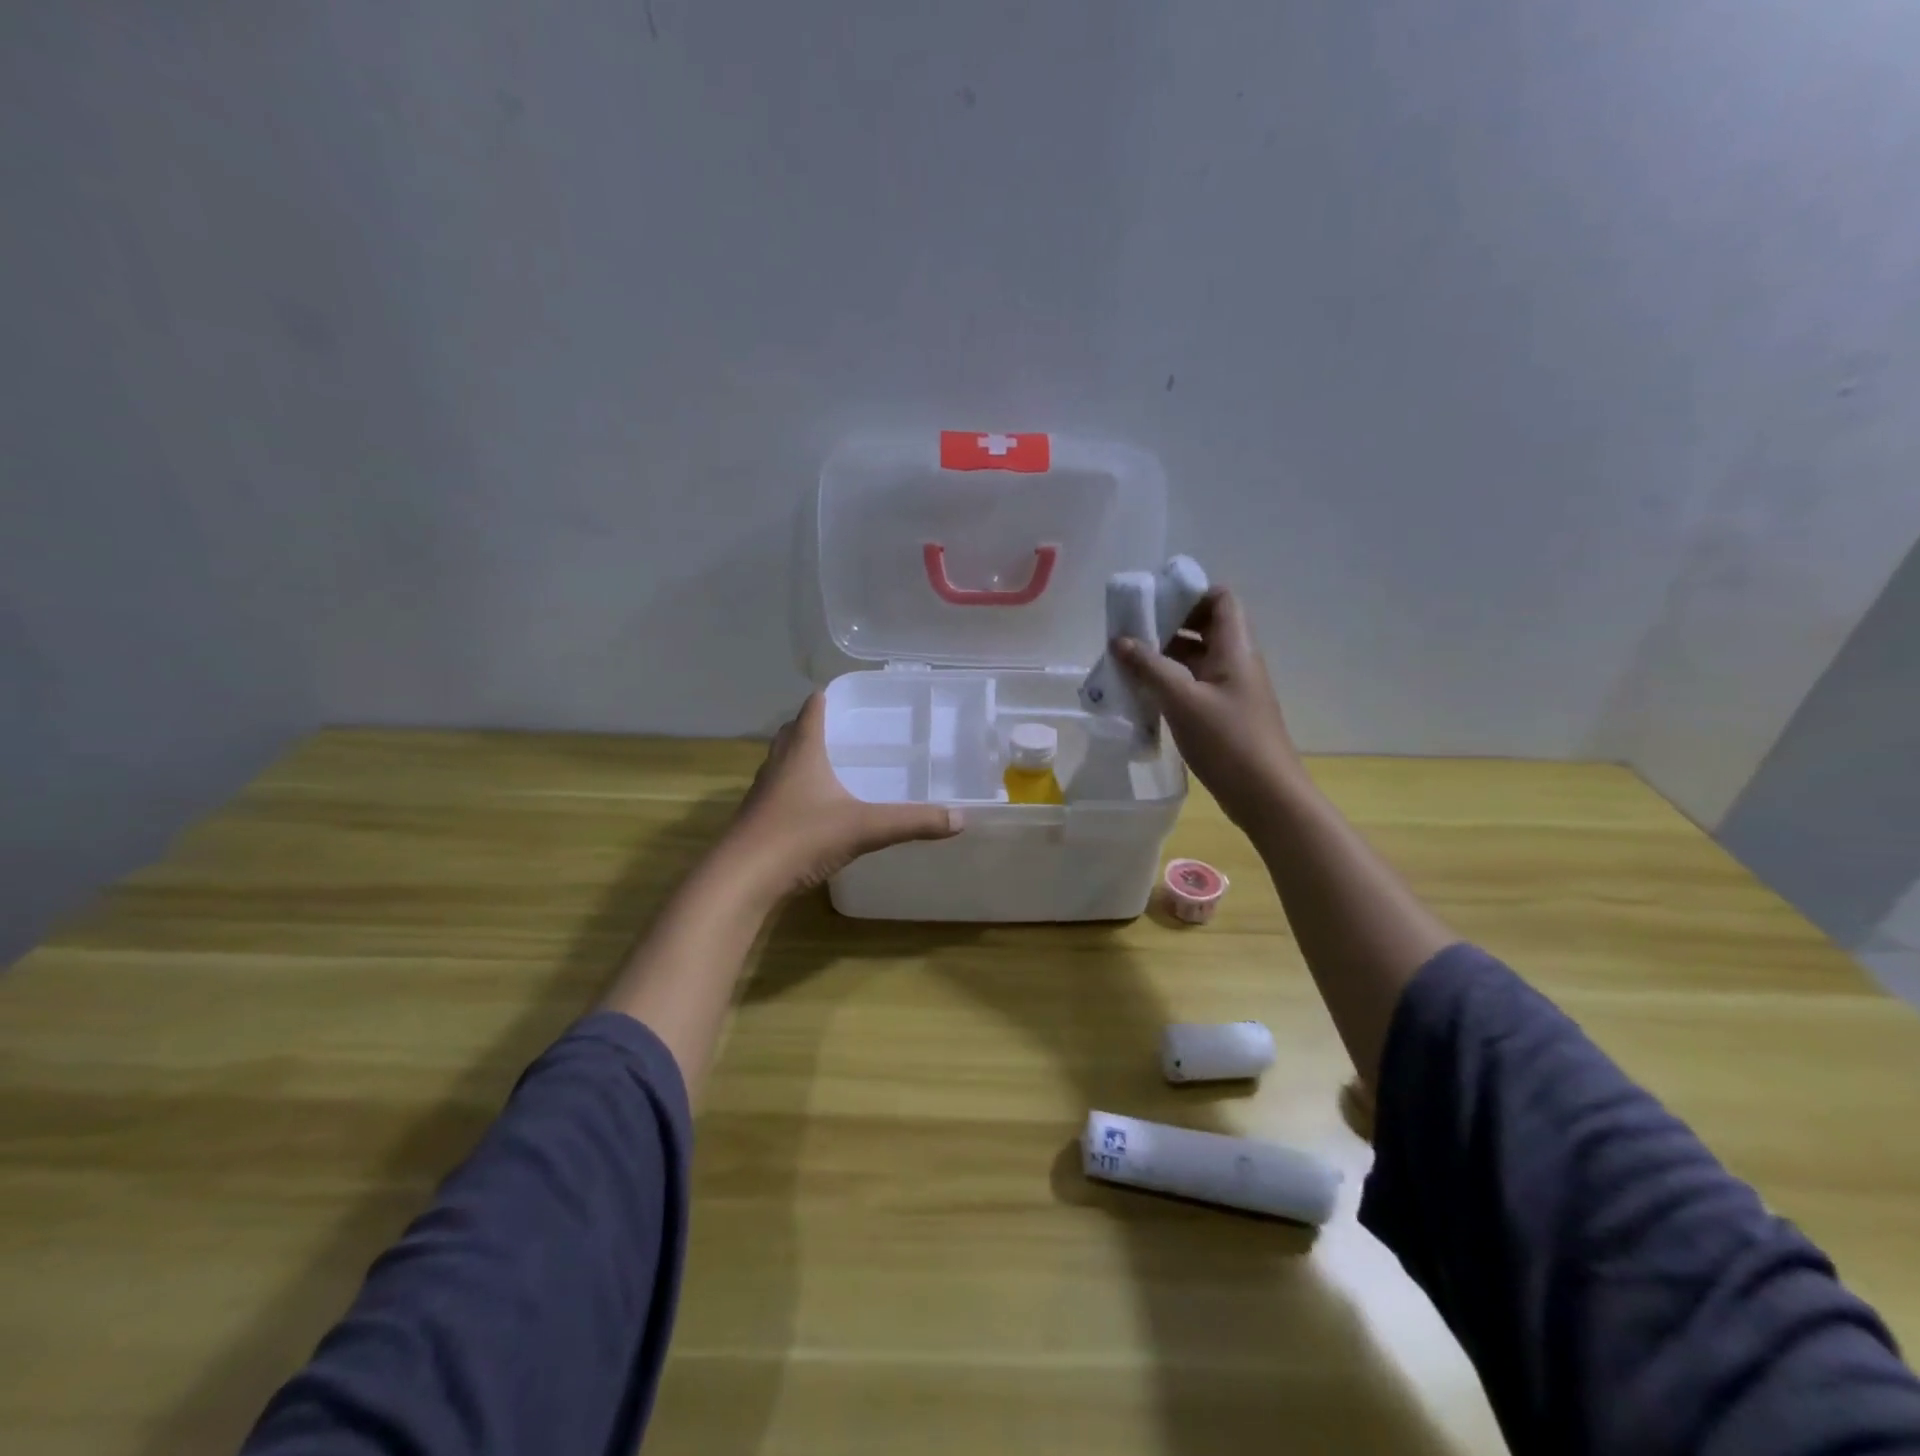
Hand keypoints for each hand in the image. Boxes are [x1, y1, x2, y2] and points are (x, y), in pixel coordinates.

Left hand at [720, 693, 961, 899]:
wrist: (741, 879)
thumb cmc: (800, 838)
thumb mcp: (863, 828)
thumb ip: (911, 822)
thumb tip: (959, 818)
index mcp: (802, 751)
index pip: (813, 708)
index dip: (830, 696)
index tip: (853, 693)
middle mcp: (779, 763)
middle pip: (794, 731)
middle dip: (817, 724)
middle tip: (848, 729)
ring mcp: (763, 792)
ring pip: (783, 760)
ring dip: (803, 756)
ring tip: (834, 763)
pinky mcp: (758, 818)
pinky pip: (779, 789)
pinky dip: (797, 787)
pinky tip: (816, 806)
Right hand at [1114, 587, 1302, 830]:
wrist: (1266, 796)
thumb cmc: (1228, 741)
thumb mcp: (1182, 700)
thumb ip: (1149, 667)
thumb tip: (1119, 640)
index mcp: (1235, 649)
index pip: (1221, 599)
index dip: (1190, 593)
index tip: (1153, 602)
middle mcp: (1236, 662)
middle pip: (1204, 627)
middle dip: (1167, 625)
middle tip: (1129, 633)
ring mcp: (1230, 690)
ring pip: (1195, 659)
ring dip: (1164, 657)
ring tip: (1126, 663)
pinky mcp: (1223, 715)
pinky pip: (1193, 686)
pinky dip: (1169, 683)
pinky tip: (1142, 694)